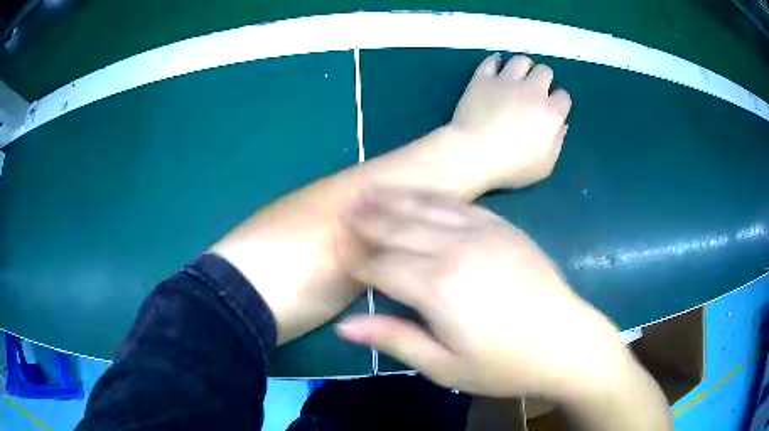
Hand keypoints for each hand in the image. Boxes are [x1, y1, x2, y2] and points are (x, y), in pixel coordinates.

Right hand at [337, 190, 624, 399]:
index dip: (359, 261)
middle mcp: (456, 250)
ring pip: (427, 209)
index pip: (382, 266)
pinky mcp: (504, 227)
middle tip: (347, 212)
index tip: (341, 254)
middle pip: (400, 229)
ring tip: (371, 192)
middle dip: (370, 222)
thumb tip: (345, 326)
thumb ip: (395, 340)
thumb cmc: (504, 365)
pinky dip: (434, 198)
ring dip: (396, 201)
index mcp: (438, 288)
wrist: (566, 343)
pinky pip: (461, 204)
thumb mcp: (445, 367)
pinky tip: (422, 195)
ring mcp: (483, 233)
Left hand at [447, 54, 571, 188]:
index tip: (551, 110)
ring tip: (517, 77)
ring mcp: (506, 81)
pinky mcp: (483, 78)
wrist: (473, 154)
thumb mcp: (544, 165)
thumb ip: (557, 143)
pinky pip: (491, 61)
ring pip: (521, 60)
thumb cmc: (512, 166)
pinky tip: (495, 66)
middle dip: (543, 79)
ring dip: (523, 67)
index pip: (563, 96)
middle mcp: (532, 90)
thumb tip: (561, 125)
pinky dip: (495, 62)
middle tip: (534, 91)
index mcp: (551, 112)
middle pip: (545, 71)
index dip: (558, 102)